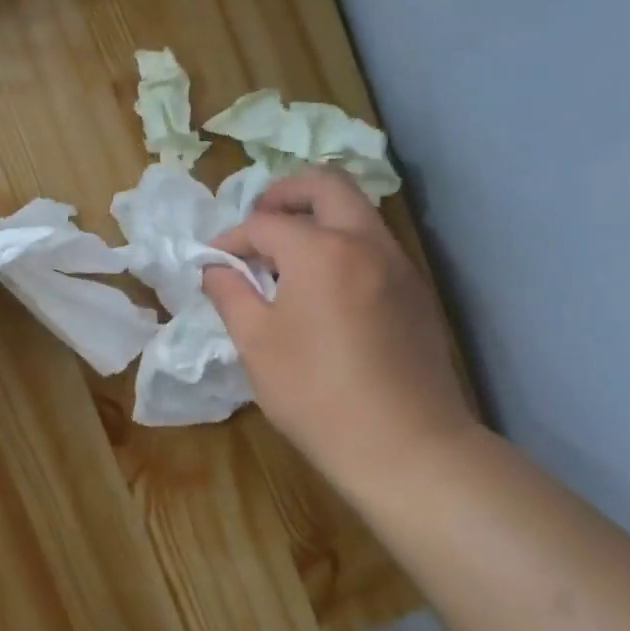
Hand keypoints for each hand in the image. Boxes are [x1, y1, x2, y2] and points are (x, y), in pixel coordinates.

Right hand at [203, 169, 475, 509]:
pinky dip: (343, 243)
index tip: (213, 261)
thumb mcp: (256, 345)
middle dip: (285, 193)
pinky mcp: (416, 292)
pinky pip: (375, 244)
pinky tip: (324, 286)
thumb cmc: (316, 394)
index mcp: (320, 251)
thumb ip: (231, 294)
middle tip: (259, 218)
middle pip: (327, 186)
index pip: (265, 224)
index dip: (232, 238)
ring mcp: (400, 265)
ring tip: (287, 253)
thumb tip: (216, 269)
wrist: (406, 445)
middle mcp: (366, 243)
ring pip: (358, 211)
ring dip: (318, 216)